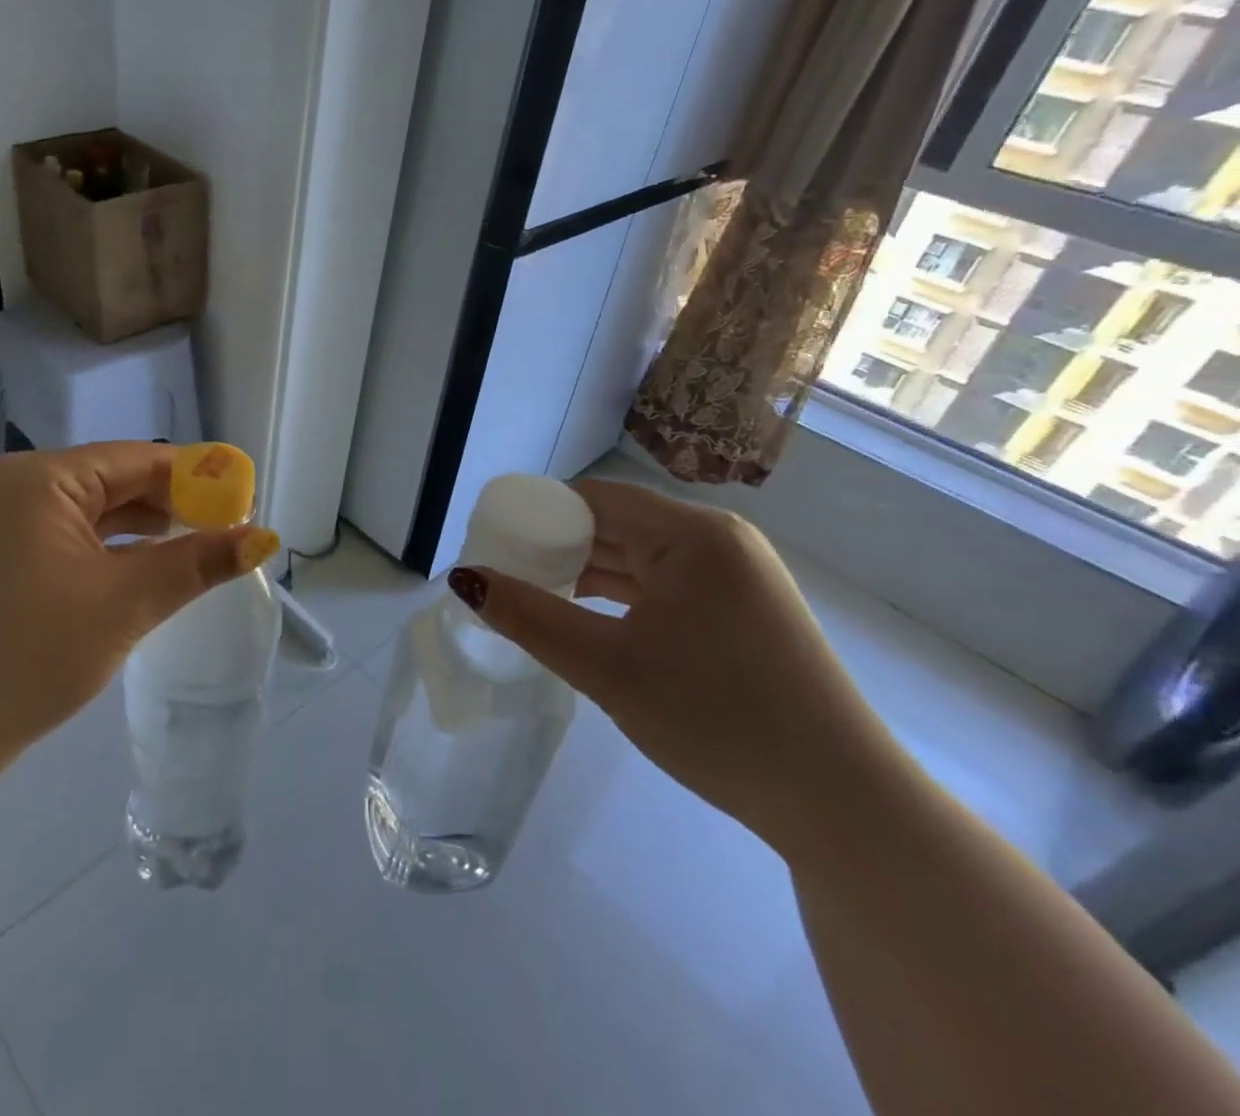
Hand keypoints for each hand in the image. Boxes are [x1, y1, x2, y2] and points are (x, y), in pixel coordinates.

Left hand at [0, 443, 279, 780]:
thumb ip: (197, 563)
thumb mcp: (125, 604)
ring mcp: (0, 523)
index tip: (244, 499)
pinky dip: (110, 549)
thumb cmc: (30, 655)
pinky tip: (143, 568)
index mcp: (40, 478)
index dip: (196, 477)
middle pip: (114, 480)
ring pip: (92, 511)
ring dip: (143, 528)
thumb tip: (263, 537)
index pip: (137, 459)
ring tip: (196, 547)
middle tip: (227, 529)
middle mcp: (15, 487)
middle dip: (172, 504)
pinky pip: (68, 537)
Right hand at [453, 478, 904, 853]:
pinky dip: (623, 597)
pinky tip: (589, 621)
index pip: (592, 499)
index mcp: (692, 534)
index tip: (494, 544)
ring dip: (588, 575)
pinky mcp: (745, 610)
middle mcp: (719, 540)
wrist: (840, 805)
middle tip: (506, 577)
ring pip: (640, 557)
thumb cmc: (717, 719)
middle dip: (557, 548)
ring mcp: (738, 576)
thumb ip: (530, 617)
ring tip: (535, 599)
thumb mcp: (607, 668)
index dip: (537, 515)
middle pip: (616, 525)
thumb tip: (465, 578)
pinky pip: (666, 585)